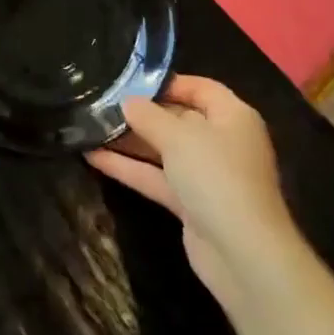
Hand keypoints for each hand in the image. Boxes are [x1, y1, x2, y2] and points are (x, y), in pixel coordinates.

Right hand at [86, 75, 299, 309]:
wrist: (242, 254)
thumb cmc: (216, 176)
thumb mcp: (179, 137)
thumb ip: (148, 115)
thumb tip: (127, 101)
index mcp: (232, 116)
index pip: (200, 88)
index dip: (167, 82)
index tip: (130, 80)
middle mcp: (222, 142)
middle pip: (178, 118)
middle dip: (141, 112)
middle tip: (100, 103)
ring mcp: (206, 175)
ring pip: (163, 150)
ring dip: (130, 141)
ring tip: (90, 127)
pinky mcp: (191, 204)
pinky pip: (157, 177)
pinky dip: (129, 168)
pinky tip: (94, 157)